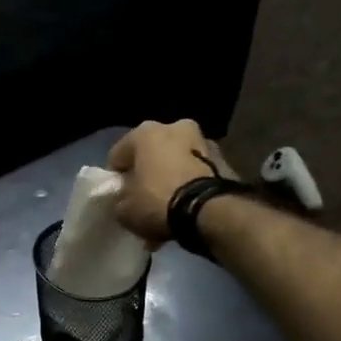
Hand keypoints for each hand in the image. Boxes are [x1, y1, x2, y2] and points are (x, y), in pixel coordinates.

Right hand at [107, 119, 238, 245]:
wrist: (211, 212)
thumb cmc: (158, 202)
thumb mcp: (124, 210)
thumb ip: (121, 199)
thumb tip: (126, 199)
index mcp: (144, 132)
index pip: (118, 155)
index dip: (116, 177)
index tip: (119, 195)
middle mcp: (175, 127)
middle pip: (151, 153)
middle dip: (147, 172)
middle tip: (144, 197)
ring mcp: (203, 141)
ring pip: (176, 161)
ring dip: (171, 177)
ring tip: (167, 206)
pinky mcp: (224, 159)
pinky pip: (196, 172)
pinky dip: (190, 185)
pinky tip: (185, 207)